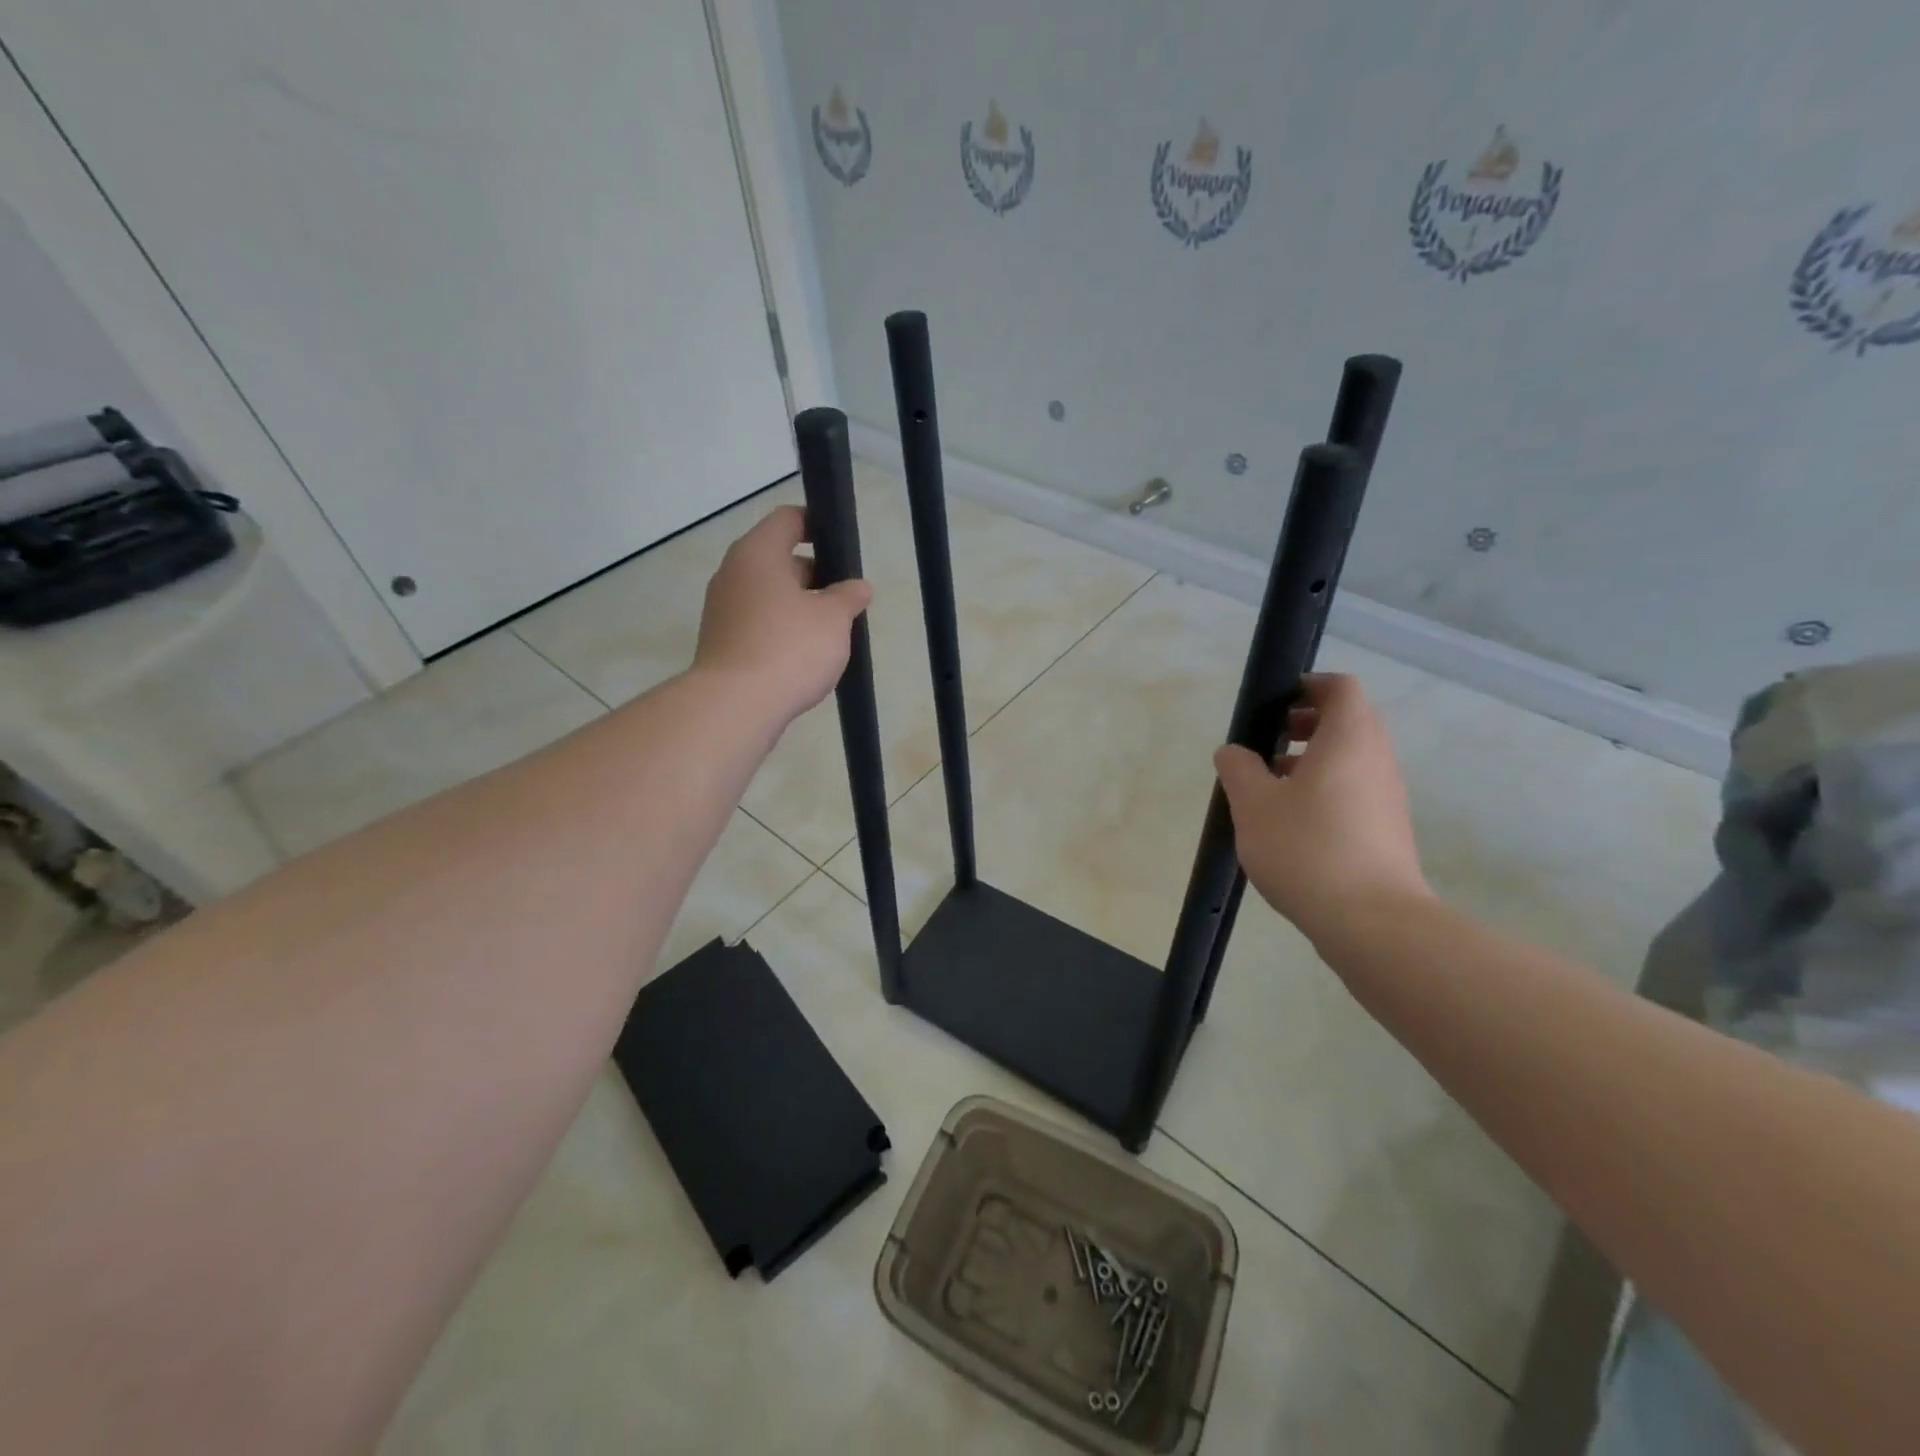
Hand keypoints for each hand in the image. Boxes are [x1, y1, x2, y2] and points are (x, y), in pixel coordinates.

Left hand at [694, 505, 872, 725]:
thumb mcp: (834, 618)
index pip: (789, 519)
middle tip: (846, 599)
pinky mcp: (722, 641)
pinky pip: (759, 623)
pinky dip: (782, 630)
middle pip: (779, 559)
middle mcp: (733, 573)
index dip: (818, 525)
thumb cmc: (790, 648)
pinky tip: (804, 656)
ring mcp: (723, 609)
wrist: (736, 705)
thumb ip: (849, 596)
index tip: (843, 545)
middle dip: (815, 575)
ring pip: (769, 594)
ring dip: (800, 606)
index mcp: (758, 553)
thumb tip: (858, 587)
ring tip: (831, 632)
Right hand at [1215, 674, 1430, 944]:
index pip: (1340, 687)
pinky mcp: (1388, 829)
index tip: (1273, 706)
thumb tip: (1233, 752)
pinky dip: (1326, 790)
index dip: (1307, 686)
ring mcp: (1388, 796)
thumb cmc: (1307, 847)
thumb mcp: (1253, 804)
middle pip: (1348, 721)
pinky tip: (1292, 823)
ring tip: (1271, 787)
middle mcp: (1377, 759)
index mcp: (1349, 738)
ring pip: (1351, 758)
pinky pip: (1356, 790)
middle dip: (1305, 725)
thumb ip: (1238, 768)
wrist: (1371, 921)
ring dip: (1313, 760)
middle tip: (1266, 744)